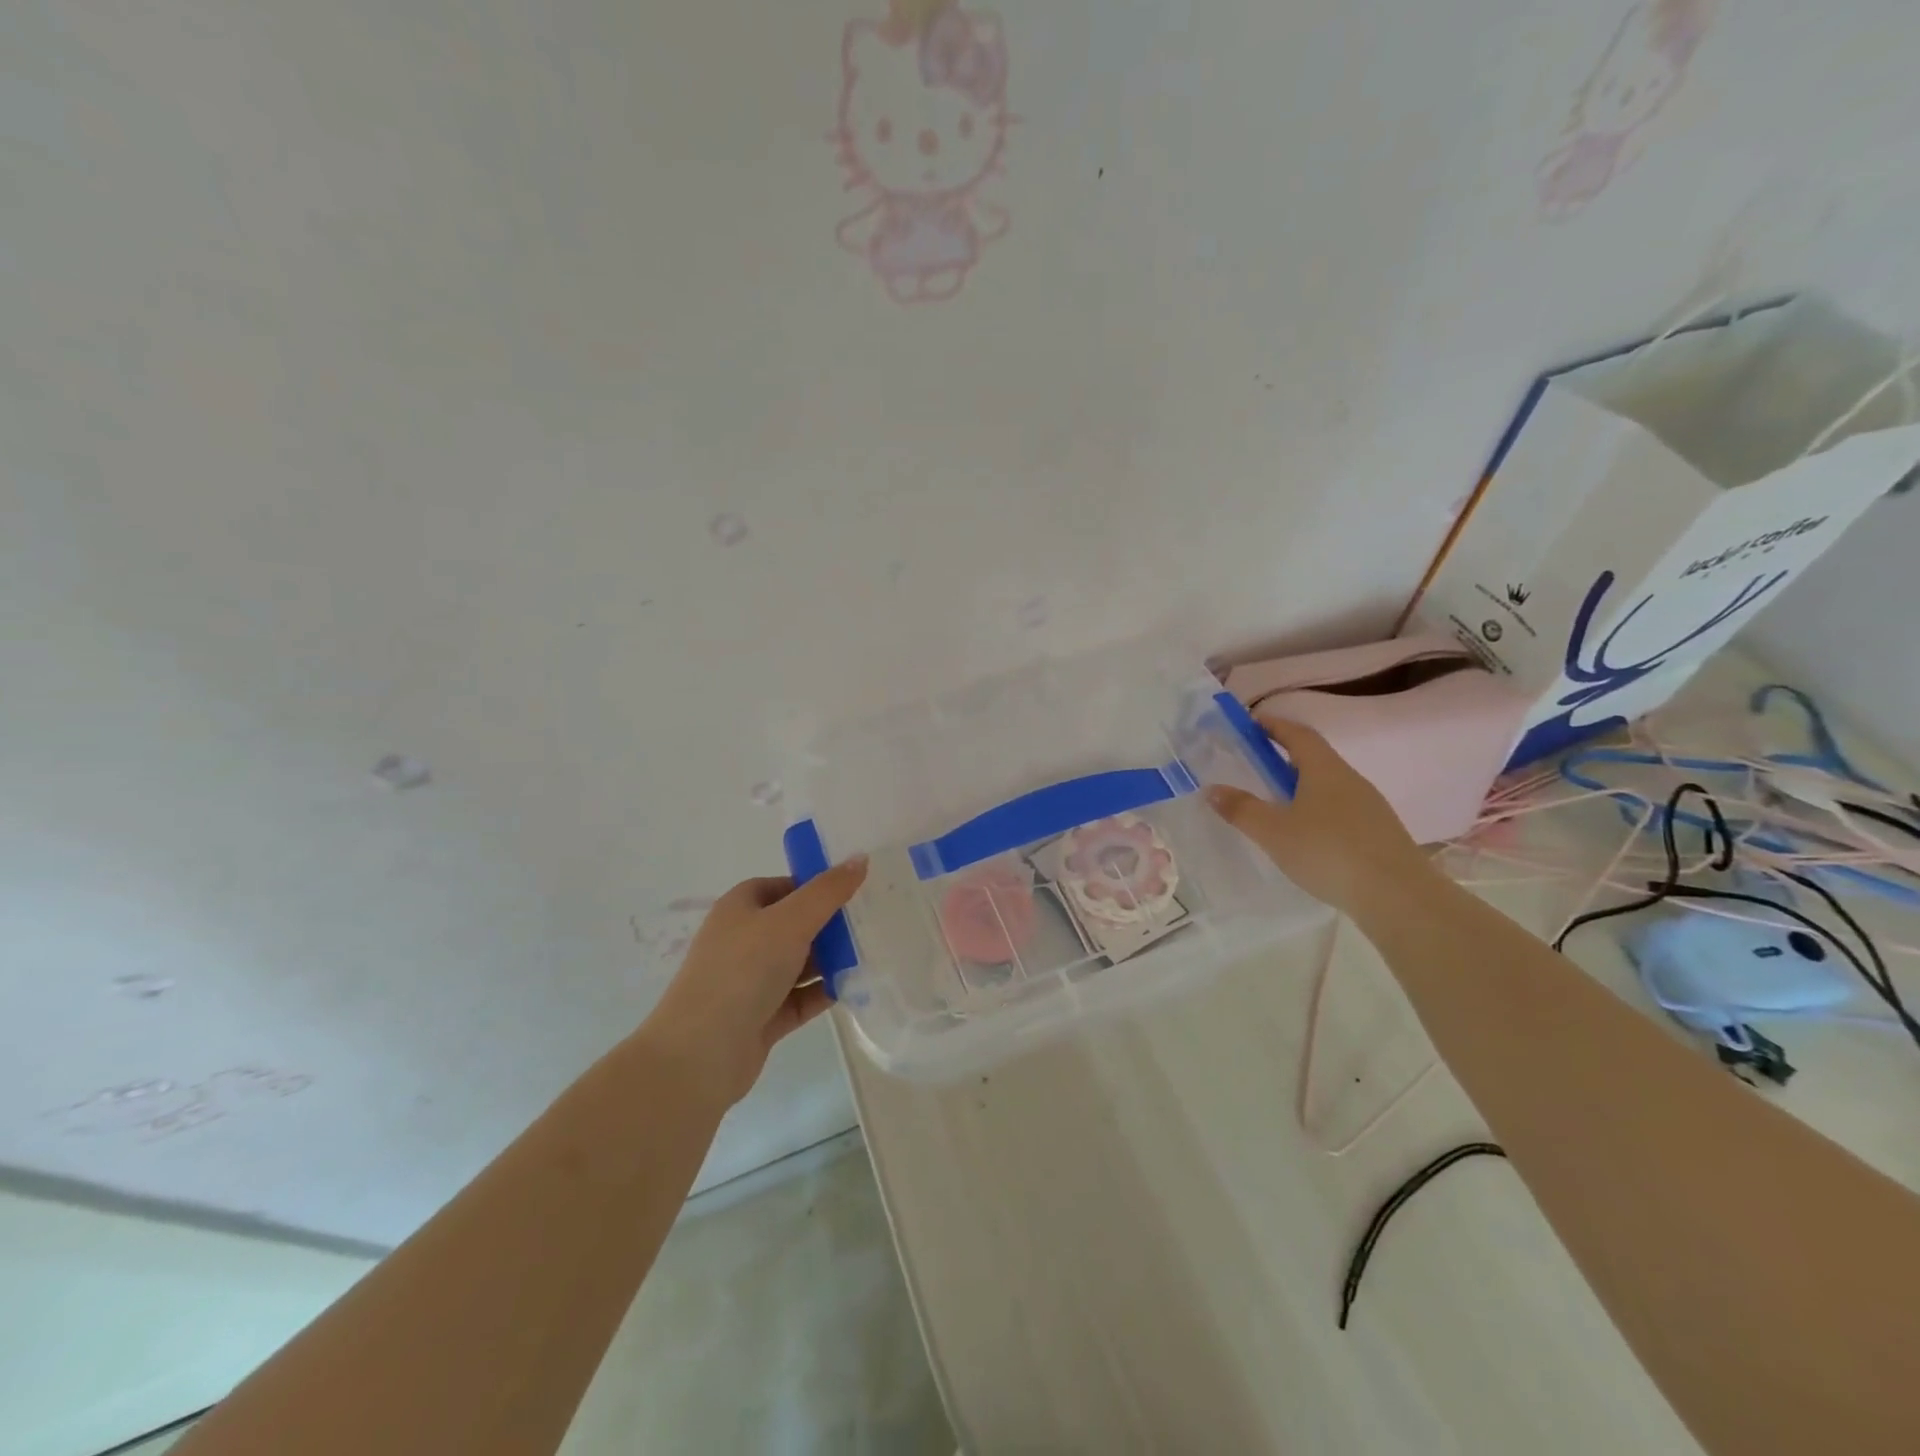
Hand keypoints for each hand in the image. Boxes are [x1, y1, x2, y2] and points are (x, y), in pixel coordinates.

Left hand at [642, 858, 868, 1105]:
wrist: (701, 1054)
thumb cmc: (742, 971)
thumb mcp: (790, 921)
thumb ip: (828, 891)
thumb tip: (860, 858)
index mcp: (740, 908)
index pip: (783, 886)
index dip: (816, 885)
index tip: (854, 889)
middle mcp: (743, 941)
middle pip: (795, 924)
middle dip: (831, 924)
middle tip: (873, 921)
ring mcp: (751, 981)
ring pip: (800, 963)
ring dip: (832, 960)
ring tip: (874, 954)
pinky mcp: (762, 1017)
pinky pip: (801, 997)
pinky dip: (825, 991)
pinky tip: (856, 988)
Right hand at [1204, 716, 1431, 918]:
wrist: (1398, 896)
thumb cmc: (1328, 852)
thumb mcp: (1273, 831)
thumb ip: (1241, 809)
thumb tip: (1212, 788)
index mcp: (1324, 769)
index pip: (1298, 734)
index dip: (1274, 725)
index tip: (1251, 723)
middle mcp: (1350, 779)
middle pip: (1314, 758)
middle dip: (1284, 756)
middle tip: (1255, 764)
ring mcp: (1369, 806)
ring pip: (1328, 785)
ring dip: (1301, 785)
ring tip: (1276, 802)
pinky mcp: (1378, 832)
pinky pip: (1340, 809)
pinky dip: (1317, 810)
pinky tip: (1306, 834)